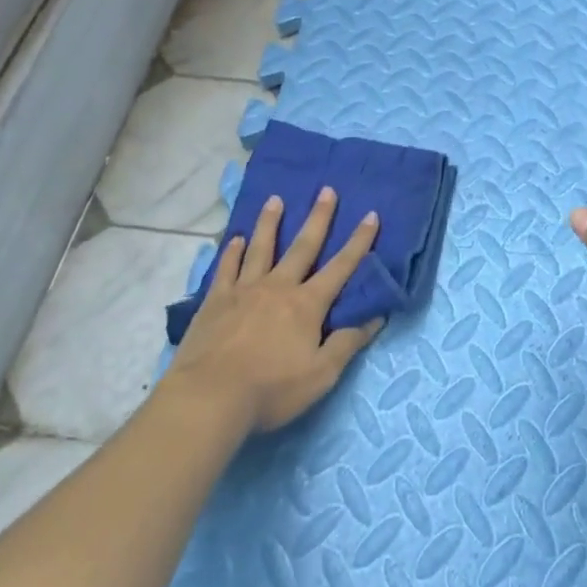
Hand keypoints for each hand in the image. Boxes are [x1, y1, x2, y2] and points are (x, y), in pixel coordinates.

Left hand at [166, 188, 384, 431]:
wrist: (210, 397)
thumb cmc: (271, 389)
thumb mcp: (321, 375)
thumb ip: (347, 343)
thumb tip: (376, 317)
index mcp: (307, 304)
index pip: (340, 267)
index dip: (358, 242)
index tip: (370, 215)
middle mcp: (278, 287)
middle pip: (302, 246)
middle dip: (318, 218)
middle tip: (326, 190)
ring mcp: (244, 290)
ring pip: (261, 248)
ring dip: (270, 222)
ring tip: (275, 199)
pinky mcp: (215, 300)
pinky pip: (226, 268)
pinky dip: (232, 251)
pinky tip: (236, 239)